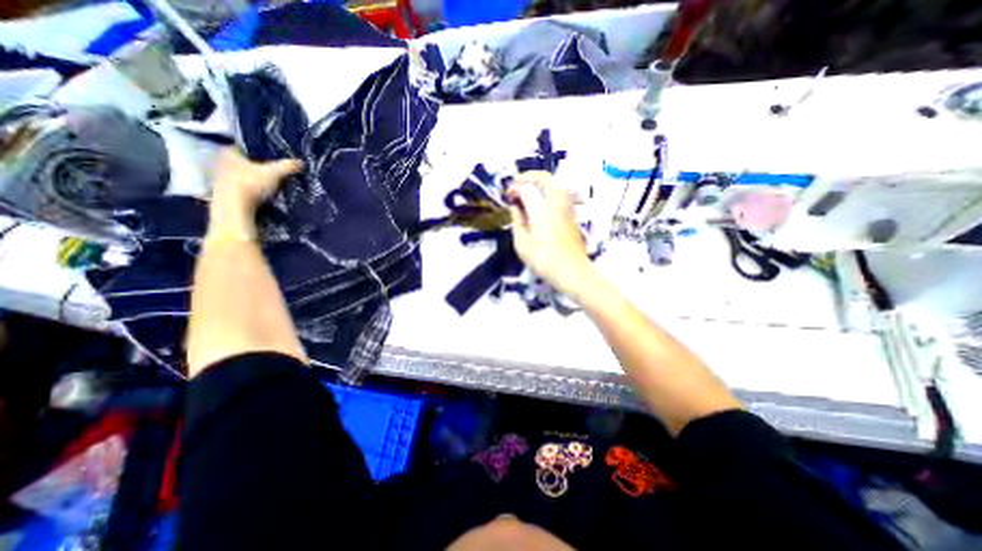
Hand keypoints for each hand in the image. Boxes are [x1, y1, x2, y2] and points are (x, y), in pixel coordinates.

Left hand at [204, 147, 301, 237]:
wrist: (234, 208)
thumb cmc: (251, 184)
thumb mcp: (275, 173)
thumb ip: (288, 166)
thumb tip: (301, 162)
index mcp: (229, 153)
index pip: (244, 147)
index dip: (258, 151)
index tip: (271, 157)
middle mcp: (220, 163)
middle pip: (242, 162)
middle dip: (256, 167)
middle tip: (272, 171)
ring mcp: (219, 179)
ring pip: (240, 176)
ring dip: (252, 180)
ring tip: (269, 185)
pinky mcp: (222, 194)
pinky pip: (239, 189)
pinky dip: (249, 191)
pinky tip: (260, 196)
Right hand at [510, 170, 593, 297]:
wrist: (573, 272)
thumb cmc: (544, 261)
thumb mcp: (522, 245)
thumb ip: (517, 222)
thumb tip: (515, 208)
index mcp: (541, 210)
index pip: (526, 188)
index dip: (514, 187)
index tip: (507, 195)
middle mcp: (555, 203)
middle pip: (545, 178)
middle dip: (529, 176)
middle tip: (518, 184)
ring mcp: (566, 208)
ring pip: (557, 183)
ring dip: (542, 182)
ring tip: (530, 191)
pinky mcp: (571, 215)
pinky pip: (561, 194)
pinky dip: (550, 191)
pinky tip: (542, 202)